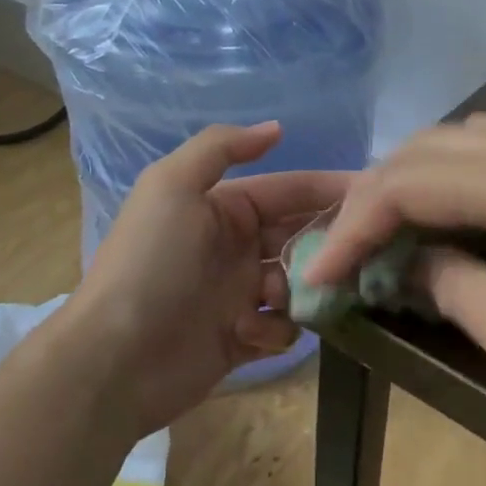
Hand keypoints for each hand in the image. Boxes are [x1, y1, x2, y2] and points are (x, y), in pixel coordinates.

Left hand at [70, 122, 347, 437]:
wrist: (113, 358)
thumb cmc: (150, 263)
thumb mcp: (172, 186)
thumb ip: (221, 148)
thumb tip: (276, 128)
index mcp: (223, 209)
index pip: (287, 191)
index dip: (327, 190)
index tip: (373, 194)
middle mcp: (235, 248)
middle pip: (298, 237)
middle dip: (325, 243)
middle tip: (357, 252)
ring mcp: (237, 296)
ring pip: (297, 283)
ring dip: (302, 288)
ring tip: (287, 297)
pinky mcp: (240, 340)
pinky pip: (280, 327)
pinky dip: (273, 328)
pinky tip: (249, 332)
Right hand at [305, 114, 485, 444]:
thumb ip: (455, 290)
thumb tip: (416, 263)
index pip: (405, 183)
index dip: (352, 226)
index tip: (320, 273)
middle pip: (430, 147)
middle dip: (377, 195)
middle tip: (347, 249)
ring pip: (466, 141)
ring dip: (418, 180)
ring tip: (391, 234)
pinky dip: (461, 180)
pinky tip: (456, 222)